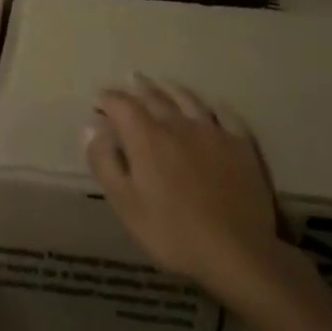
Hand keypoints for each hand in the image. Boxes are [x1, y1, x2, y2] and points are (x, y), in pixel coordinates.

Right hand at [84, 76, 282, 296]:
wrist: (236, 250)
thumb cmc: (172, 232)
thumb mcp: (125, 204)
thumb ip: (105, 163)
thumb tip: (91, 128)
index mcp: (147, 138)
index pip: (122, 106)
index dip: (108, 99)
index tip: (99, 99)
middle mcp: (178, 124)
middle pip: (155, 97)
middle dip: (138, 88)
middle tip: (130, 79)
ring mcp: (212, 132)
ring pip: (188, 100)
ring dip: (171, 89)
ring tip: (162, 84)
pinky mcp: (240, 144)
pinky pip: (224, 115)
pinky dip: (212, 106)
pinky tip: (210, 106)